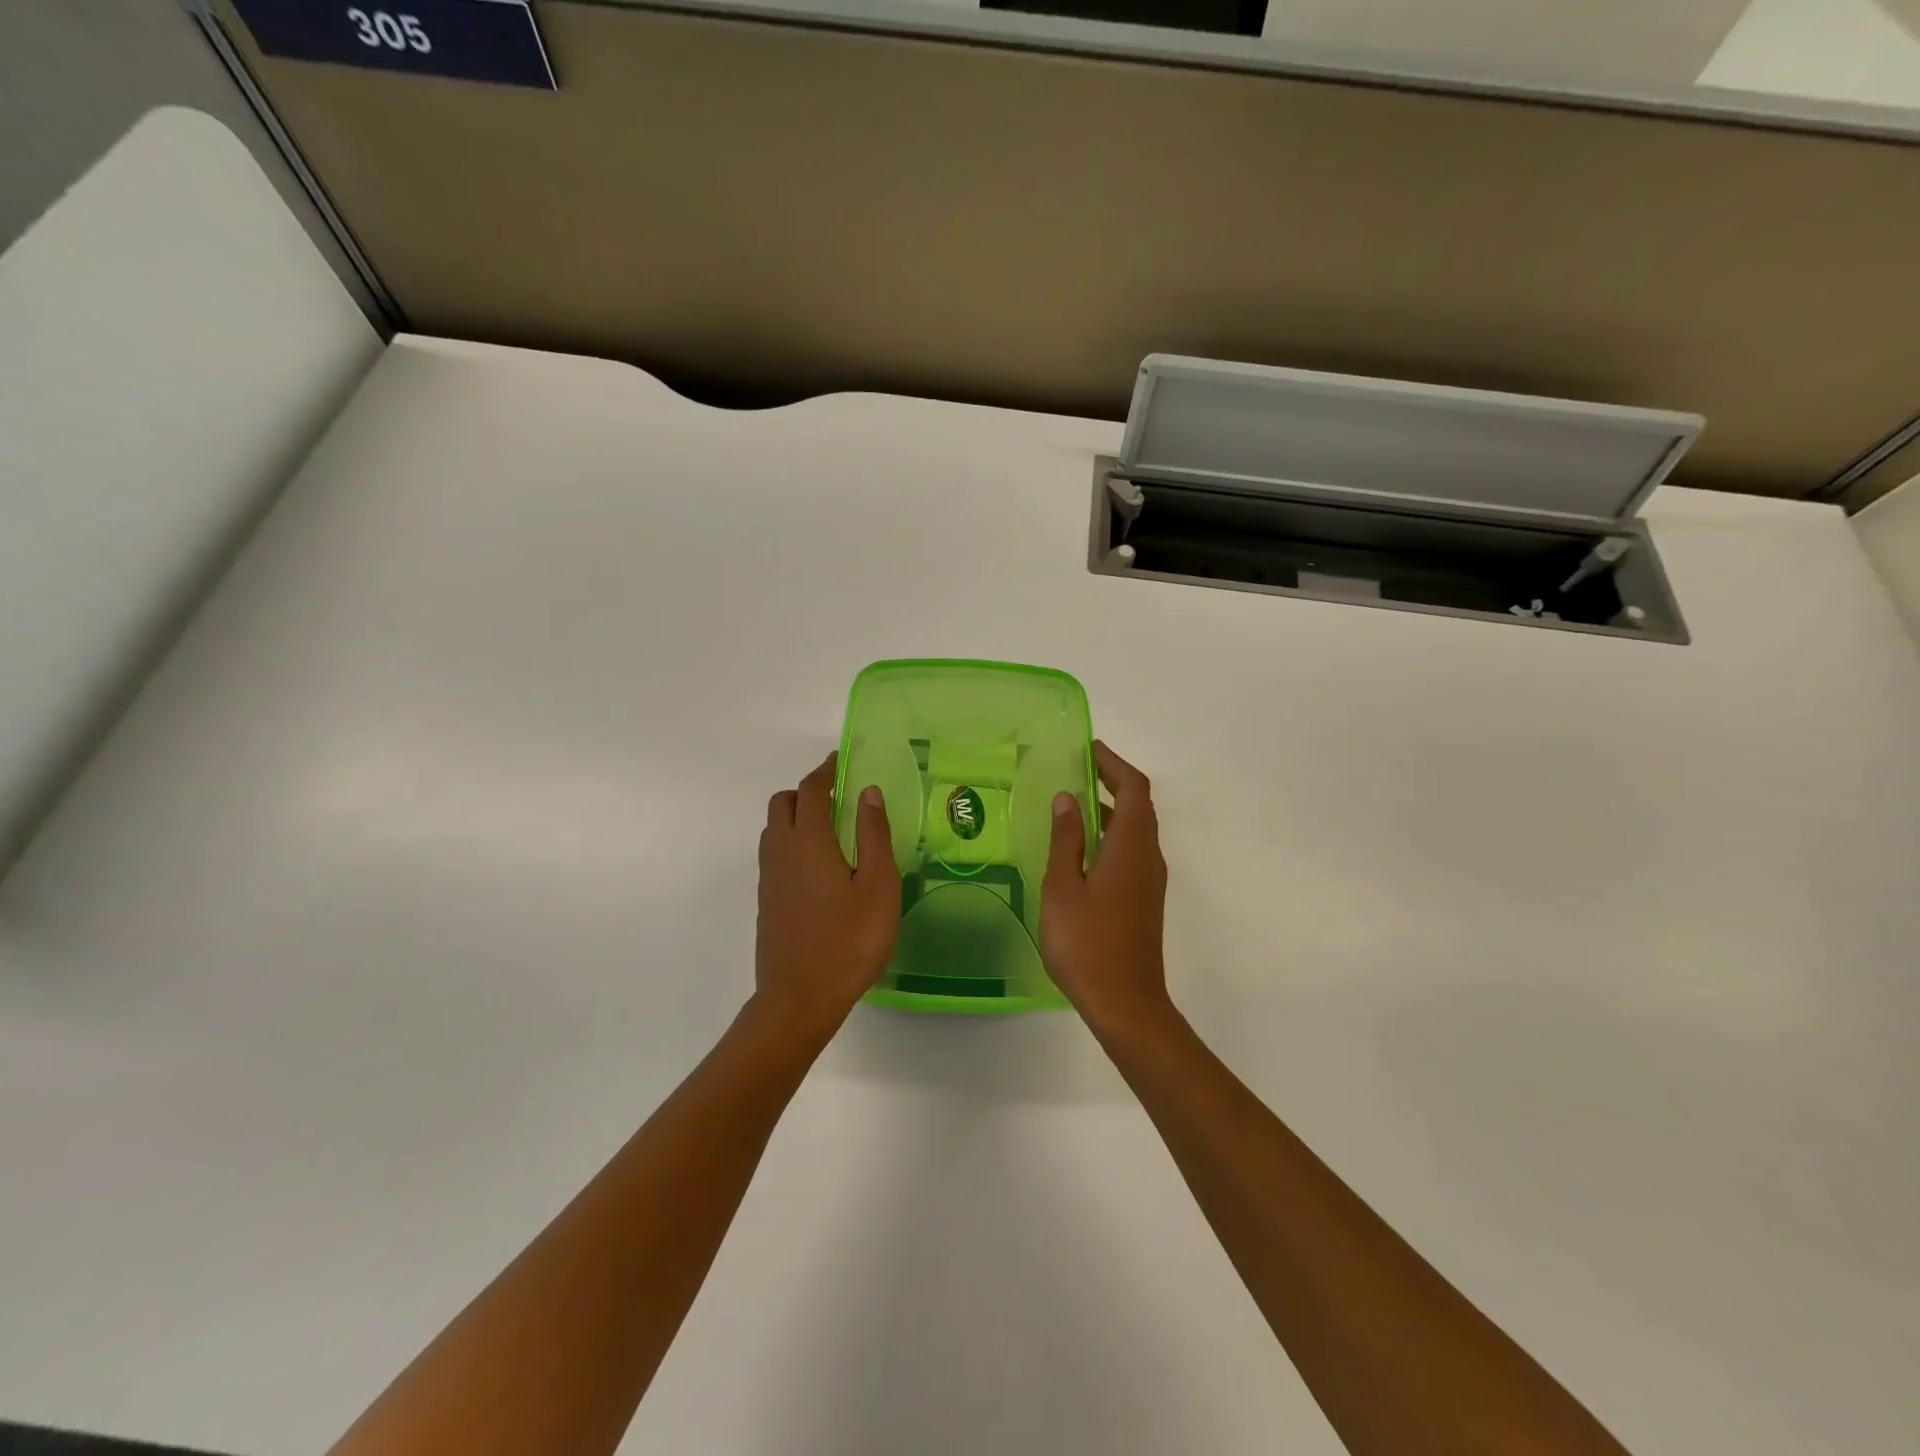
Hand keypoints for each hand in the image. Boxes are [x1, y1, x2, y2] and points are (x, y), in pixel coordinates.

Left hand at [754, 753, 900, 1037]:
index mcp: (809, 841)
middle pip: (783, 803)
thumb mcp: (878, 886)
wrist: (799, 998)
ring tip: (830, 829)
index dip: (826, 771)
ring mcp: (769, 877)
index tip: (841, 761)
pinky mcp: (767, 900)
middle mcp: (781, 851)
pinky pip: (774, 853)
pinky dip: (791, 841)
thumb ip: (874, 835)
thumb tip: (868, 792)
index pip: (811, 790)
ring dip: (796, 816)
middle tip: (839, 798)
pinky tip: (818, 866)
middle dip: (808, 791)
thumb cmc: (850, 941)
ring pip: (773, 828)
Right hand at [1040, 741, 1172, 1037]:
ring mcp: (1150, 880)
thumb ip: (1066, 840)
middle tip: (1078, 768)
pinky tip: (1082, 847)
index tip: (1089, 748)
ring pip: (1136, 830)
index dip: (1114, 764)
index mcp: (1131, 847)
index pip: (1133, 789)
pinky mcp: (1144, 899)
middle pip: (1139, 805)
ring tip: (1075, 801)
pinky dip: (1111, 833)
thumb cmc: (1087, 943)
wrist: (1126, 1003)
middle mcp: (1148, 857)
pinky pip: (1131, 851)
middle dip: (1113, 781)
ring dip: (1111, 808)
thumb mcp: (1064, 887)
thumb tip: (1069, 799)